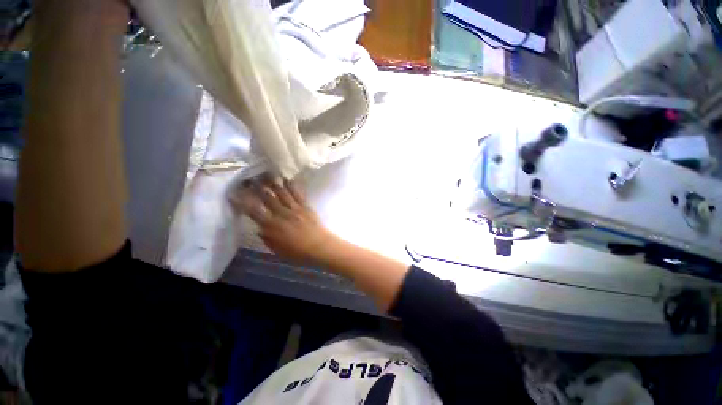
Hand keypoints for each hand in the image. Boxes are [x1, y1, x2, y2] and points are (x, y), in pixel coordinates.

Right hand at [234, 178, 340, 265]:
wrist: (320, 246)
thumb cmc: (298, 252)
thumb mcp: (278, 250)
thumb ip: (267, 238)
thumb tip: (260, 227)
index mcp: (272, 227)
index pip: (253, 211)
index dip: (243, 202)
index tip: (235, 193)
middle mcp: (282, 214)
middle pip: (267, 198)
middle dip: (257, 187)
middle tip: (250, 178)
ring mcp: (295, 208)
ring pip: (282, 193)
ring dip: (273, 183)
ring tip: (266, 175)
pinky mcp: (305, 206)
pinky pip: (297, 194)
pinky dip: (292, 186)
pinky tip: (287, 179)